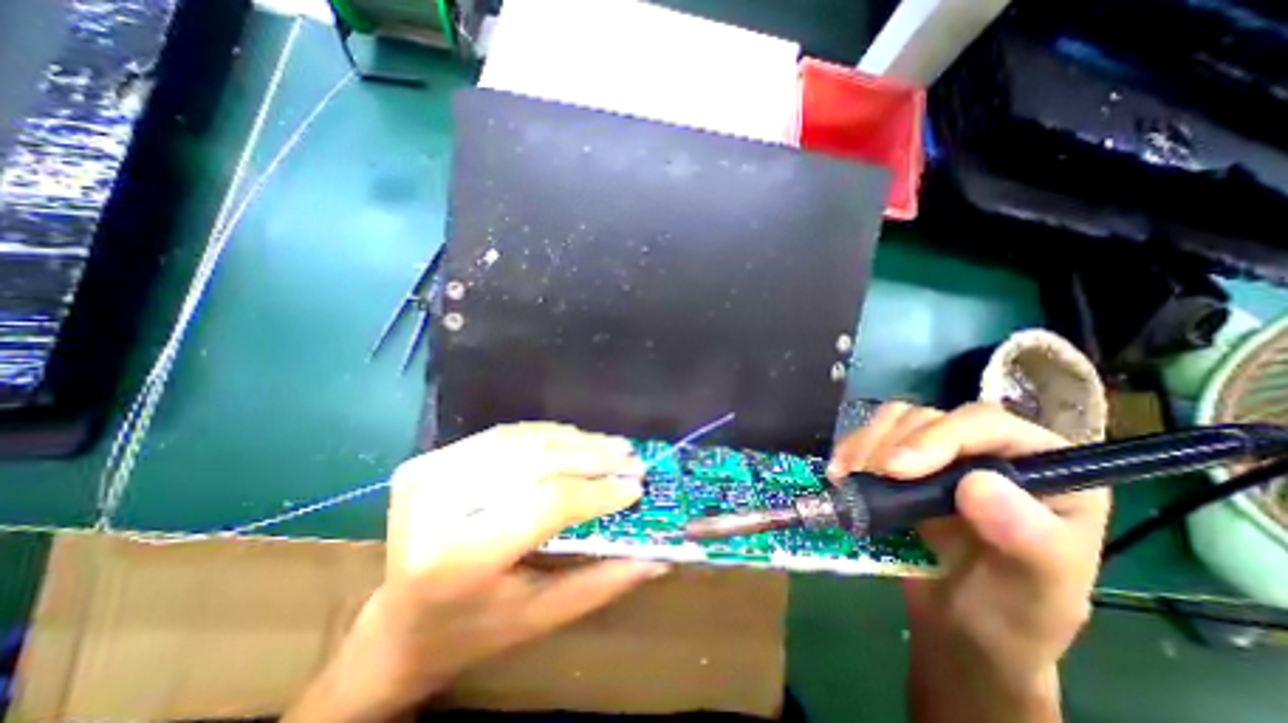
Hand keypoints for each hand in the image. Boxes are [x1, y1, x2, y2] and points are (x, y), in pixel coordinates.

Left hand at [286, 424, 667, 722]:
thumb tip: (658, 556)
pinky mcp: (431, 460)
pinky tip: (576, 439)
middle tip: (630, 456)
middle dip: (592, 456)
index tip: (636, 486)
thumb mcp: (541, 617)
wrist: (398, 622)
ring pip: (523, 441)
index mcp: (458, 558)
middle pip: (535, 461)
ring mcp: (429, 474)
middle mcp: (437, 506)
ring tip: (611, 445)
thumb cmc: (474, 629)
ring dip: (574, 441)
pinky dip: (547, 435)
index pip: (546, 503)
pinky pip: (505, 436)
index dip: (596, 491)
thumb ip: (603, 582)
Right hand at [832, 403, 1112, 718]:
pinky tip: (841, 472)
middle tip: (864, 476)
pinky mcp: (905, 461)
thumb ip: (1029, 543)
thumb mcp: (1036, 595)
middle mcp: (990, 451)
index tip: (895, 469)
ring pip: (897, 420)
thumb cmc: (1010, 617)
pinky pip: (873, 435)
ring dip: (865, 443)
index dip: (938, 437)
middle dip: (891, 442)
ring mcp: (942, 453)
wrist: (960, 629)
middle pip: (931, 417)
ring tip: (847, 477)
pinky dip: (852, 448)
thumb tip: (980, 485)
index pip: (988, 425)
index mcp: (1045, 471)